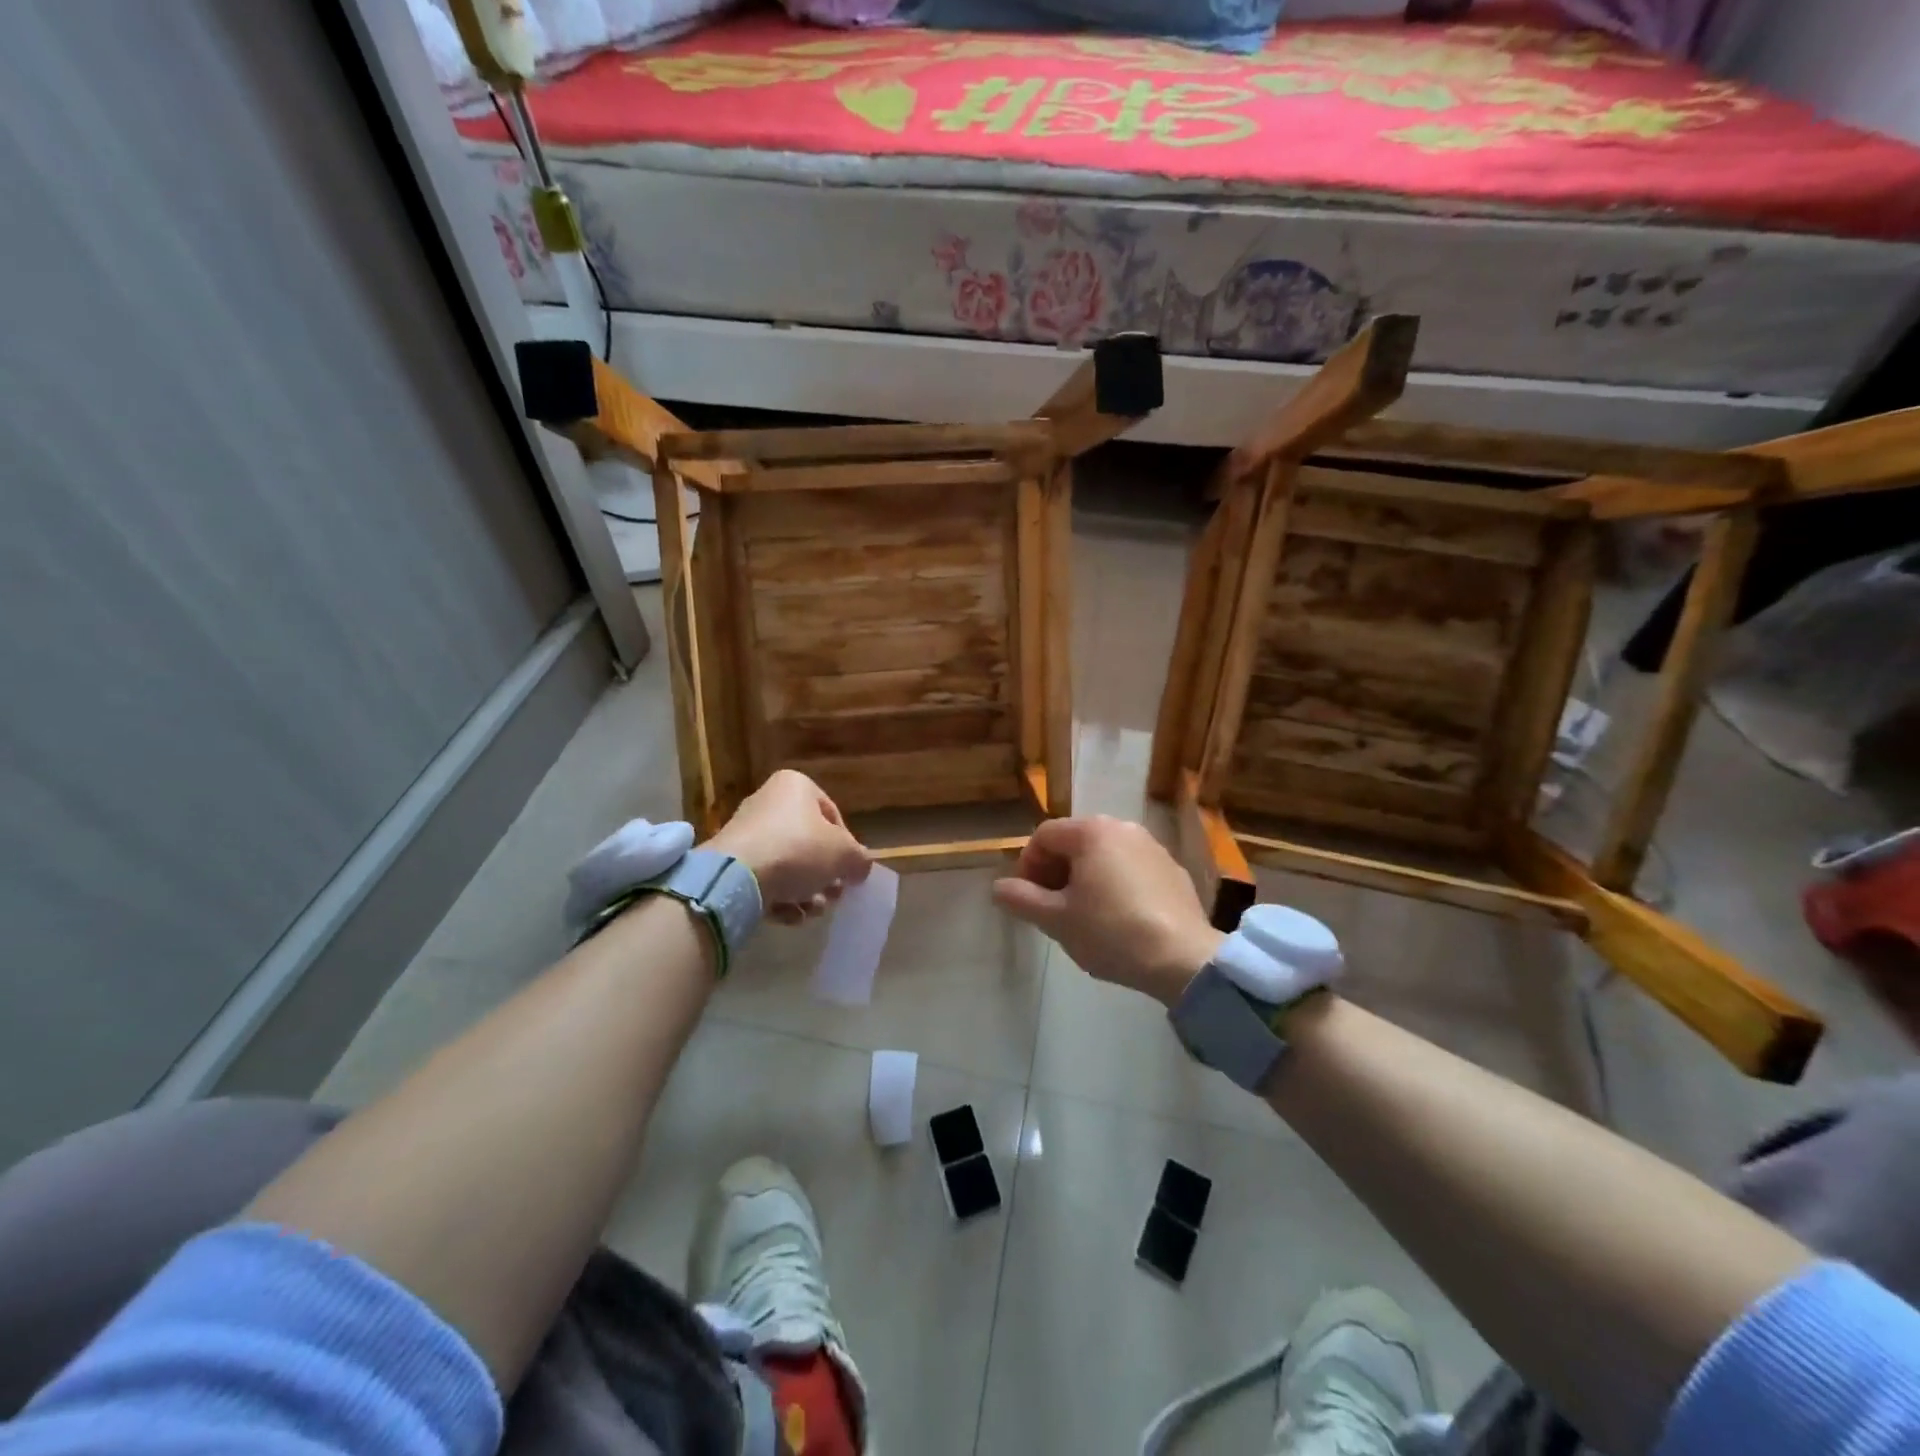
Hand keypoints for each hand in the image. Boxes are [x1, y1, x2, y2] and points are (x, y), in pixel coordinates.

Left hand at [706, 770, 870, 926]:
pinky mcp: (730, 862)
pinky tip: (790, 916)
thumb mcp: (845, 854)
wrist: (736, 877)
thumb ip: (860, 859)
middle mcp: (769, 802)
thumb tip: (860, 867)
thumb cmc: (798, 850)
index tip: (850, 872)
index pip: (833, 816)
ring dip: (805, 891)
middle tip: (833, 896)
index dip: (847, 847)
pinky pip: (765, 878)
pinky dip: (780, 897)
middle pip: (810, 843)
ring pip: (788, 864)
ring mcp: (746, 832)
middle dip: (824, 875)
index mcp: (796, 786)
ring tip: (812, 911)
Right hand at [991, 816, 1223, 1005]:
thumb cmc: (1110, 932)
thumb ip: (1021, 899)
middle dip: (1056, 871)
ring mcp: (1153, 847)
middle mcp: (1123, 827)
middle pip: (1074, 841)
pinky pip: (1131, 869)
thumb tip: (998, 887)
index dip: (1027, 865)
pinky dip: (1116, 884)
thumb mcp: (1056, 919)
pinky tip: (1119, 918)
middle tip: (1052, 908)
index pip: (1044, 835)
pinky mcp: (1173, 870)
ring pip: (1104, 855)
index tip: (1028, 899)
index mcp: (1091, 831)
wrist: (1182, 958)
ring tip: (1084, 915)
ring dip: (1085, 878)